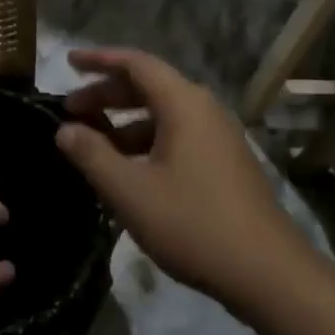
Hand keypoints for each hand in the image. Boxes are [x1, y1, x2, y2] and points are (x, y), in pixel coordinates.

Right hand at [55, 49, 313, 312]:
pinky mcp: (225, 162)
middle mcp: (203, 109)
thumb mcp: (130, 191)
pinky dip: (146, 140)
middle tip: (70, 109)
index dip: (99, 59)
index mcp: (183, 104)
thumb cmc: (193, 224)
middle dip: (106, 94)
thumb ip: (92, 155)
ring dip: (124, 121)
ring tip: (93, 143)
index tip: (68, 61)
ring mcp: (219, 136)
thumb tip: (64, 130)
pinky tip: (128, 170)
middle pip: (148, 85)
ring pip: (162, 113)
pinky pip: (177, 134)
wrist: (270, 274)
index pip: (135, 63)